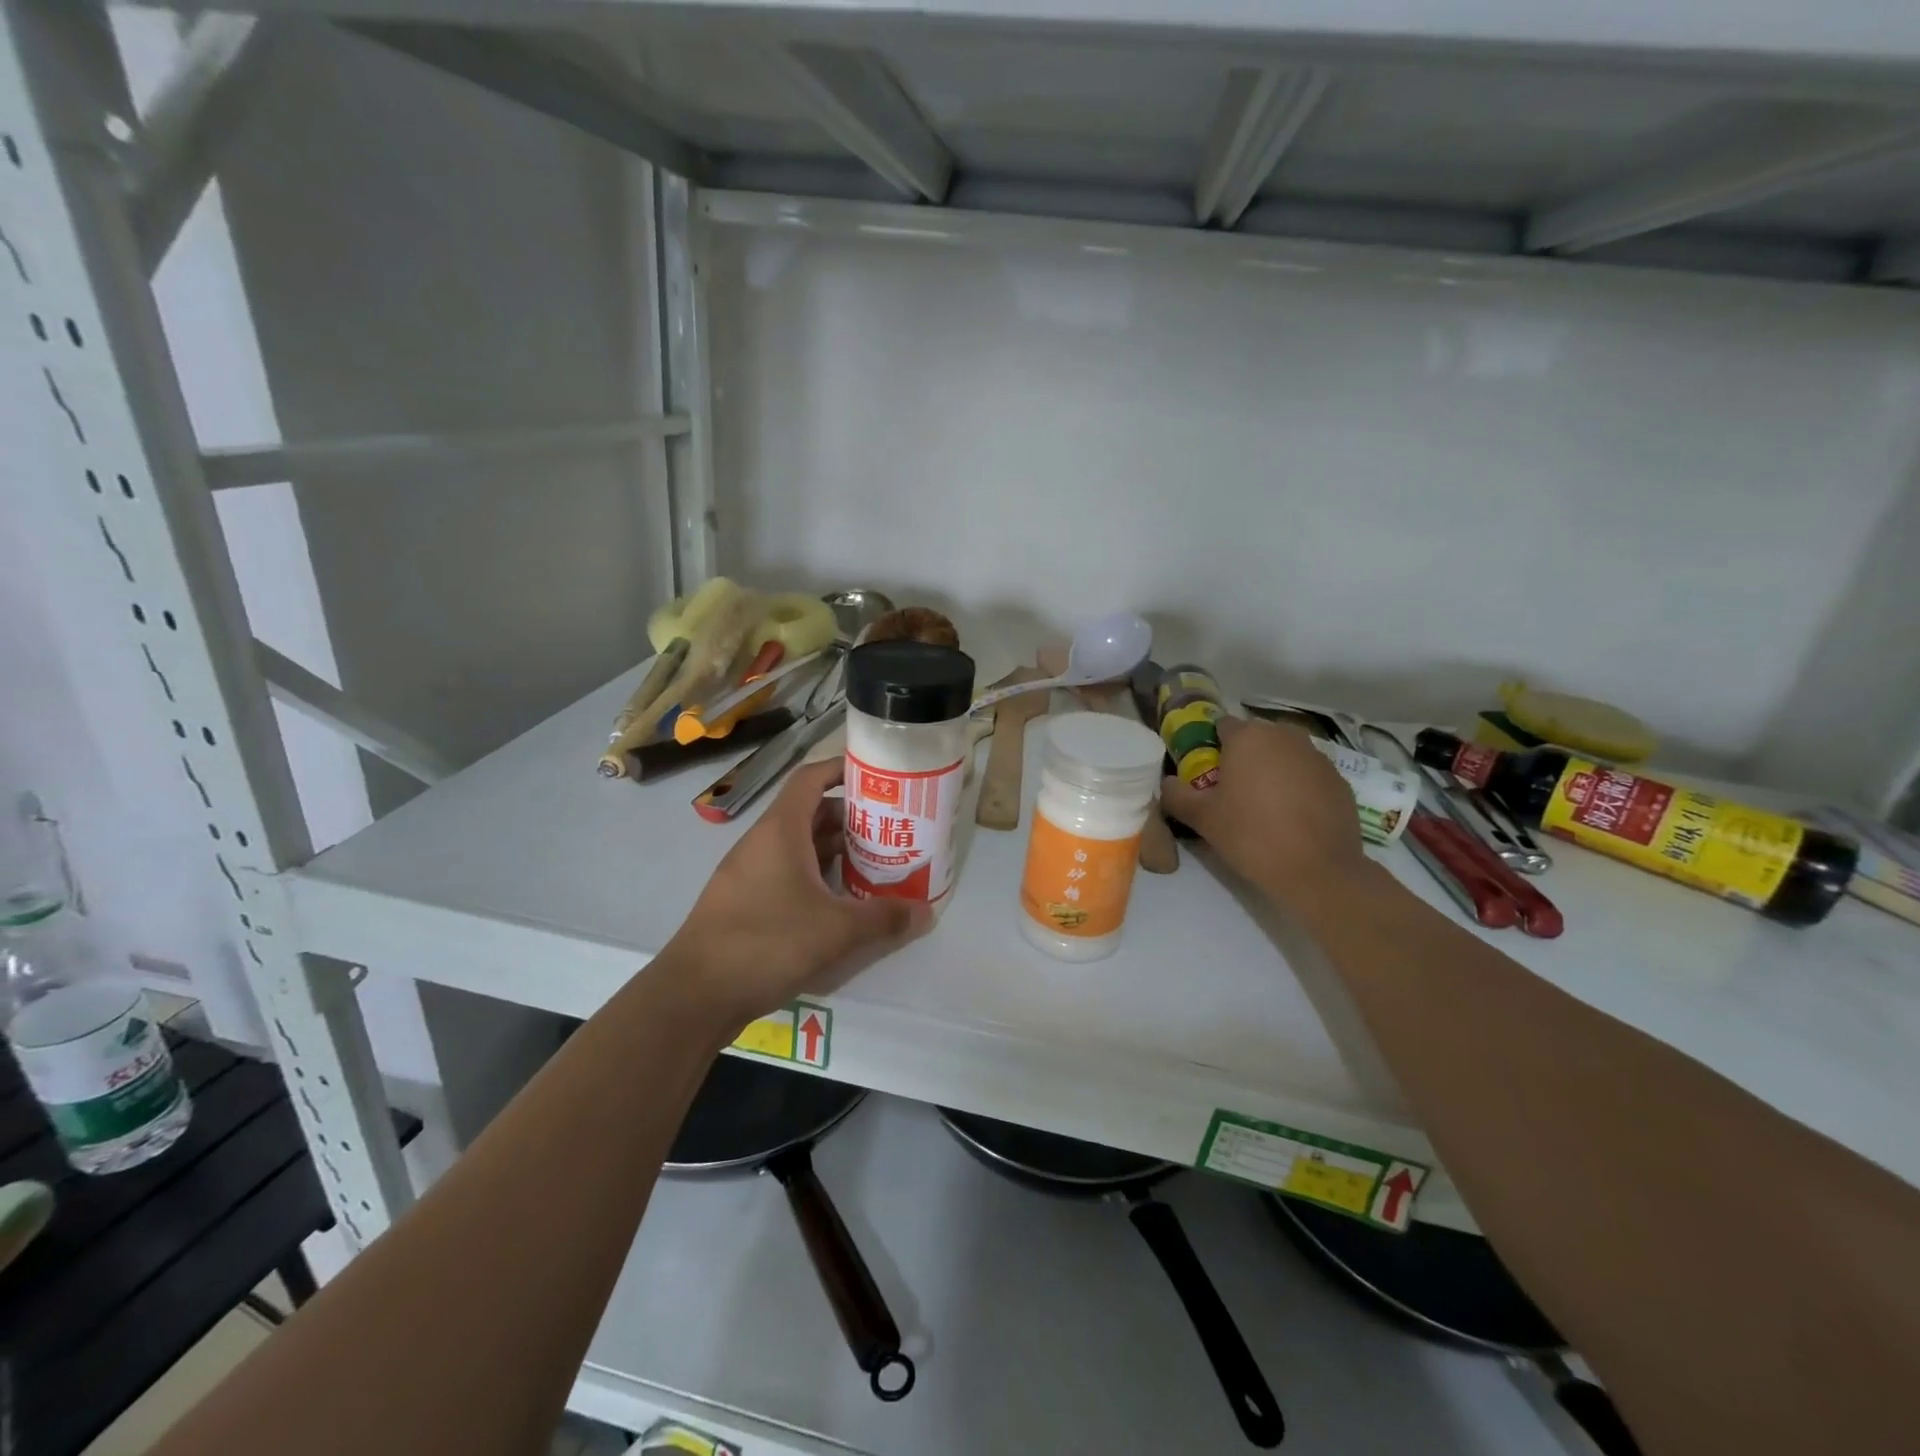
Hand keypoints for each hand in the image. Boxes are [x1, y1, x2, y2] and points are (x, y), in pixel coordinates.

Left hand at [666, 758, 932, 1027]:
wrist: (694, 994)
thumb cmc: (767, 943)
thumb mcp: (837, 931)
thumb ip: (885, 918)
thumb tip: (926, 912)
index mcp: (781, 830)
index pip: (811, 778)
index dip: (842, 769)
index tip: (877, 776)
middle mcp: (762, 842)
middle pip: (810, 813)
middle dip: (851, 818)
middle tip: (890, 830)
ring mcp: (749, 872)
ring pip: (799, 847)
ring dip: (835, 851)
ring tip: (874, 865)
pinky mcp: (744, 901)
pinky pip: (786, 873)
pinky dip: (816, 876)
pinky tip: (840, 903)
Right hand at [1160, 716, 1369, 903]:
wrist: (1318, 871)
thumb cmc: (1251, 835)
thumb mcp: (1201, 818)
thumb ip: (1176, 794)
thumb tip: (1167, 782)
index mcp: (1248, 737)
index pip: (1221, 726)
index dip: (1211, 746)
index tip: (1206, 773)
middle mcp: (1285, 737)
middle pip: (1256, 738)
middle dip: (1243, 757)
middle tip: (1232, 791)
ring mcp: (1317, 757)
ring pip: (1284, 755)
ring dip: (1272, 770)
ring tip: (1263, 805)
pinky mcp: (1340, 781)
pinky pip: (1308, 775)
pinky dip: (1298, 787)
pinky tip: (1292, 818)